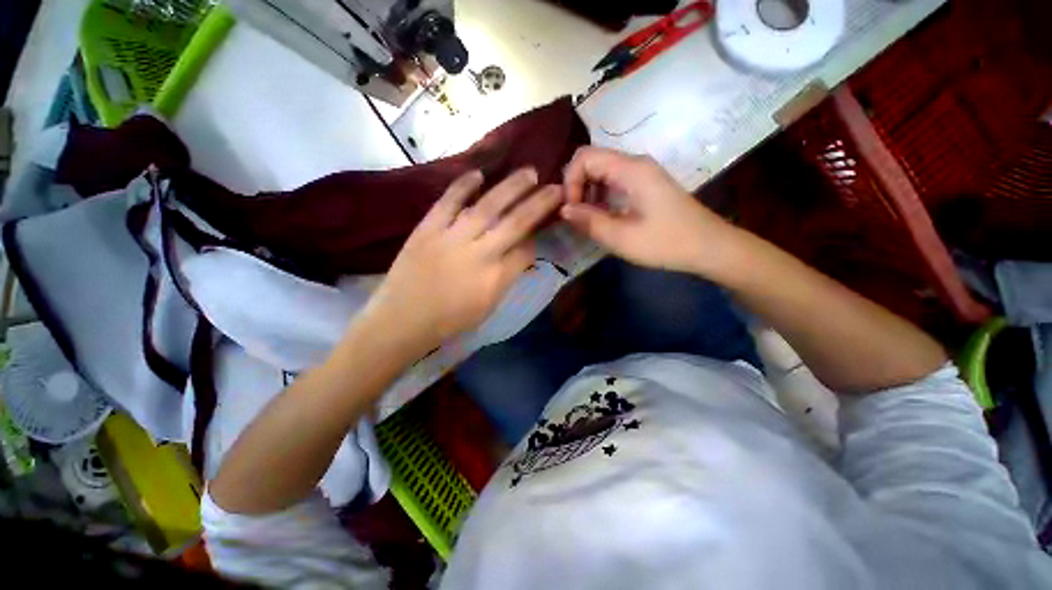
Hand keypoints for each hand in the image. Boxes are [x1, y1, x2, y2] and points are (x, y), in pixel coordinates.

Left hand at [362, 168, 562, 357]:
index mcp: (495, 278)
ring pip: (487, 207)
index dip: (538, 235)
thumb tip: (521, 253)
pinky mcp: (427, 229)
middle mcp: (479, 254)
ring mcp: (451, 238)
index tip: (545, 223)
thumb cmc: (450, 320)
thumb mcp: (488, 306)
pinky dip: (463, 186)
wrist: (402, 319)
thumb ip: (507, 277)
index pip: (526, 250)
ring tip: (528, 173)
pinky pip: (448, 202)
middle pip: (515, 223)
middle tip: (555, 187)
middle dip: (538, 204)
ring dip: (510, 187)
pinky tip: (479, 173)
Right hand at [561, 147, 742, 277]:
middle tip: (575, 217)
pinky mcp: (645, 186)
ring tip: (587, 220)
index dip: (570, 181)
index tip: (571, 210)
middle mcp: (635, 164)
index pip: (585, 157)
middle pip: (592, 161)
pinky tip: (602, 218)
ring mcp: (642, 174)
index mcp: (631, 170)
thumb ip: (589, 221)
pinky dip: (600, 197)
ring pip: (602, 172)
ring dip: (587, 193)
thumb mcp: (622, 238)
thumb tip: (563, 209)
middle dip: (576, 187)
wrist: (709, 247)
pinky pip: (613, 182)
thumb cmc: (667, 243)